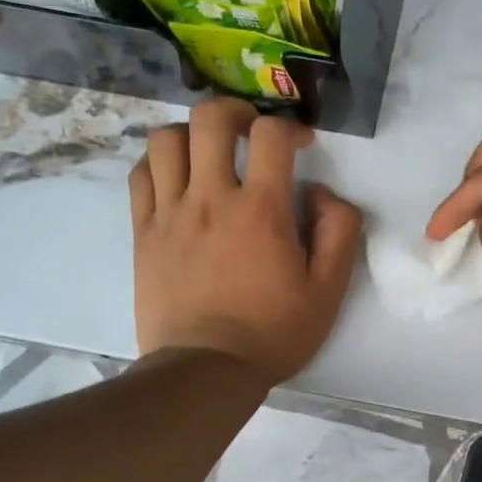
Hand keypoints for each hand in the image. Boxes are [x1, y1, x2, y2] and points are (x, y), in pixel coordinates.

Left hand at [129, 99, 362, 381]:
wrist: (205, 370)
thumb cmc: (273, 332)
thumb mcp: (329, 290)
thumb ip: (339, 232)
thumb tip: (324, 194)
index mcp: (262, 210)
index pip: (271, 136)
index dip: (290, 128)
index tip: (300, 145)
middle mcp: (211, 199)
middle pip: (210, 120)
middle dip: (236, 111)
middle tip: (250, 130)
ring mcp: (170, 213)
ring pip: (166, 140)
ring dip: (192, 133)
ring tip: (209, 152)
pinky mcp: (143, 232)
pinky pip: (141, 175)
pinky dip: (159, 163)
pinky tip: (177, 179)